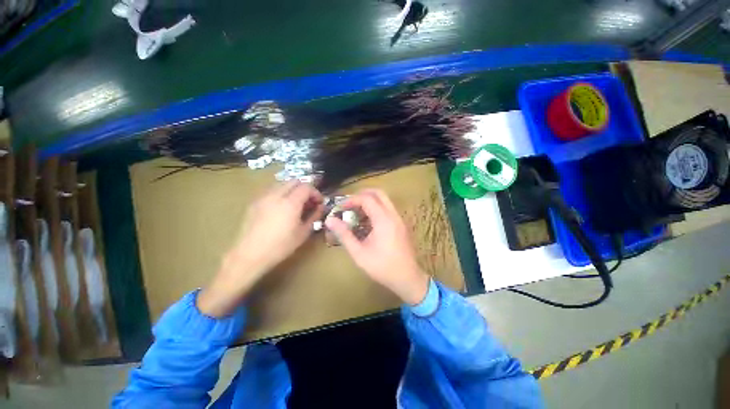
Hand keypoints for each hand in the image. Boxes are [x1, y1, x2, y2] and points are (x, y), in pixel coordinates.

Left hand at [198, 181, 323, 316]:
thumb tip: (321, 207)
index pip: (307, 187)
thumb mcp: (303, 233)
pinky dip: (281, 193)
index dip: (316, 193)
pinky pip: (271, 190)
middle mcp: (276, 195)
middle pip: (294, 181)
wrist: (249, 255)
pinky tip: (281, 208)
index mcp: (290, 203)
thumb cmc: (280, 246)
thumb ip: (314, 216)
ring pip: (282, 184)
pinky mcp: (254, 202)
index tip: (319, 203)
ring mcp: (263, 197)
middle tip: (309, 202)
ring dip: (293, 190)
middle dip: (305, 189)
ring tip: (296, 204)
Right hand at [325, 189, 429, 304]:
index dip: (352, 200)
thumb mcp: (359, 253)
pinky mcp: (401, 224)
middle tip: (349, 204)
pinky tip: (368, 222)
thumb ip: (344, 235)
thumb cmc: (382, 267)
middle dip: (362, 195)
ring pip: (385, 200)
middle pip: (379, 193)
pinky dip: (377, 208)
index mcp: (383, 220)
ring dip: (370, 201)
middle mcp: (393, 215)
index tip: (341, 208)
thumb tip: (330, 220)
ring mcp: (399, 219)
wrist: (408, 278)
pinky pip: (388, 209)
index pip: (367, 199)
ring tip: (356, 213)